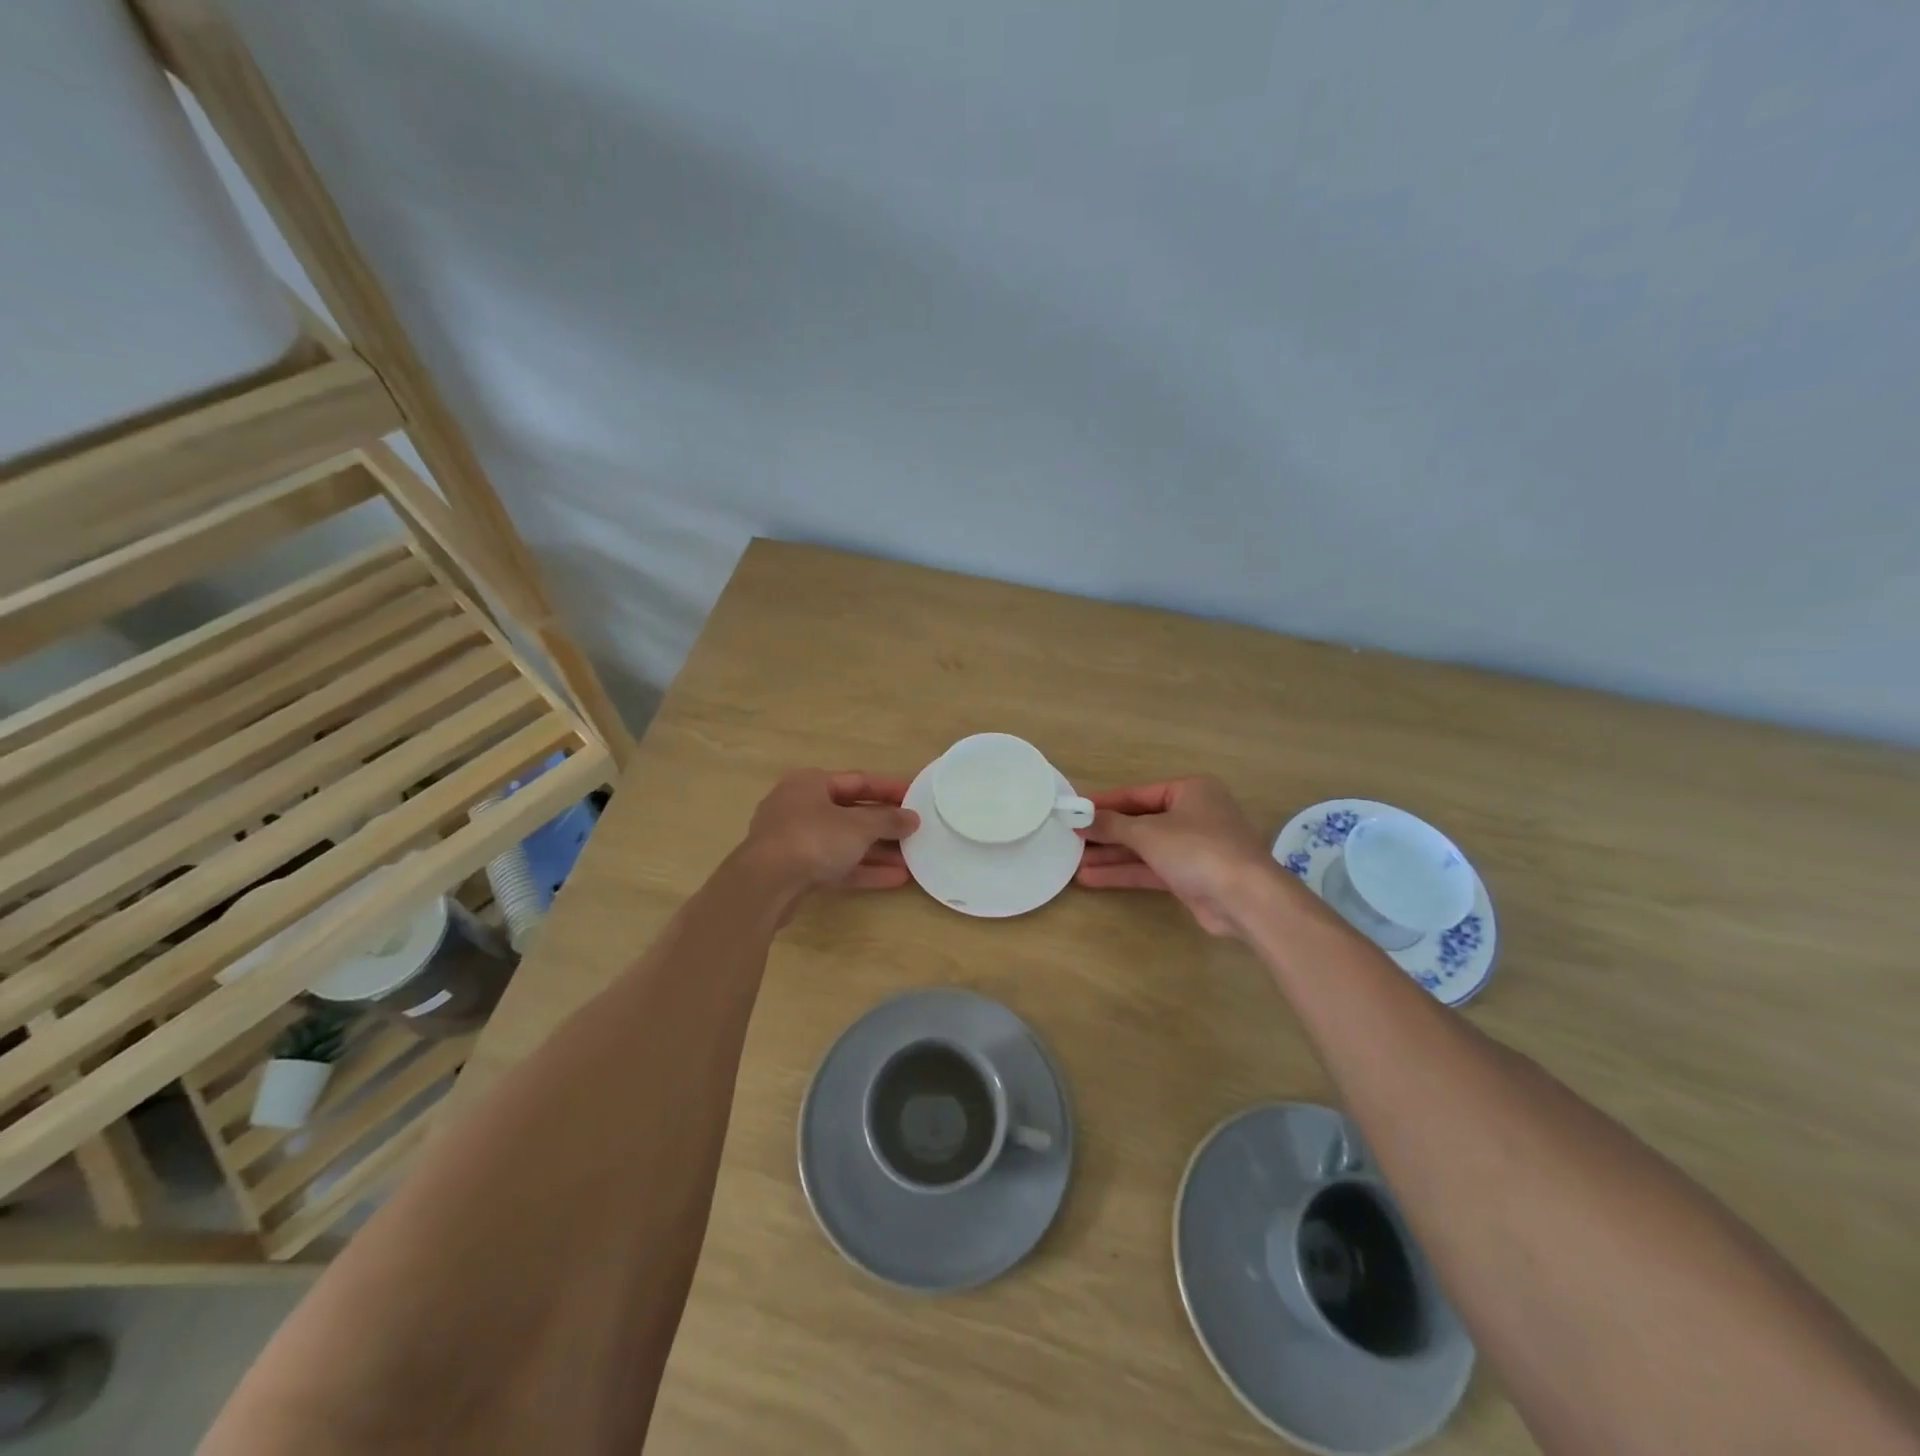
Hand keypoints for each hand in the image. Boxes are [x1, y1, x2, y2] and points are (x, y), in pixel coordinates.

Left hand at [742, 769, 919, 895]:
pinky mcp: (795, 871)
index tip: (915, 796)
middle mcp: (800, 806)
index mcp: (810, 783)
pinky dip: (862, 869)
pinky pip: (835, 865)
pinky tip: (895, 878)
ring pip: (843, 842)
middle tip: (914, 831)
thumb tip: (912, 818)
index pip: (858, 781)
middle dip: (884, 825)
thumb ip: (888, 821)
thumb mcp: (858, 826)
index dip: (889, 789)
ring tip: (911, 860)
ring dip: (877, 851)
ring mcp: (795, 840)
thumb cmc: (813, 839)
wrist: (764, 886)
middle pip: (850, 812)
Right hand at [1075, 776, 1271, 935]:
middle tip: (1070, 838)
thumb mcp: (1148, 832)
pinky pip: (1151, 869)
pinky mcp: (1190, 877)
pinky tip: (1092, 878)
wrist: (1245, 898)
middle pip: (1139, 821)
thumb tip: (1080, 818)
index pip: (1137, 794)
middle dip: (1105, 833)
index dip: (1104, 803)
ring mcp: (1193, 848)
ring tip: (1073, 861)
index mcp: (1189, 791)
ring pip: (1144, 848)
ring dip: (1111, 855)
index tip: (1073, 810)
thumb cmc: (1197, 849)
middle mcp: (1193, 815)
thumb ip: (1112, 825)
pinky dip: (1124, 872)